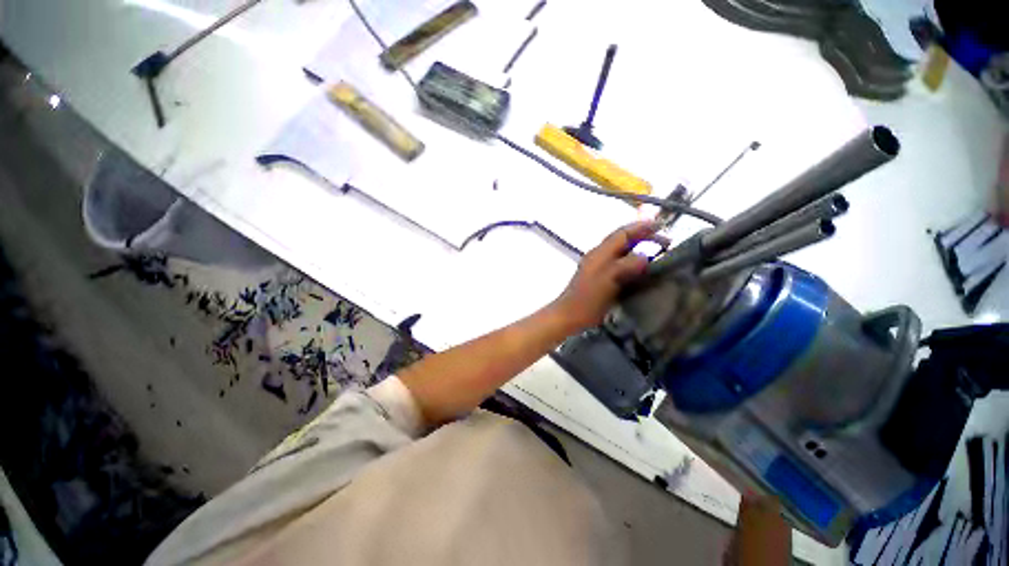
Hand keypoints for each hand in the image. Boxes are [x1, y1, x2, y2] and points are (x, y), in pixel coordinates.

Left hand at [551, 221, 661, 330]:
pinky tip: (641, 270)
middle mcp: (597, 256)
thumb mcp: (608, 281)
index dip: (641, 228)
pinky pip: (618, 264)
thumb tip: (645, 256)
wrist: (569, 316)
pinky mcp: (598, 279)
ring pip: (620, 252)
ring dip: (638, 249)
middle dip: (643, 237)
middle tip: (665, 242)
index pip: (622, 234)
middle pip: (621, 241)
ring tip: (658, 253)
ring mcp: (597, 267)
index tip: (661, 225)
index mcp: (599, 253)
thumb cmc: (587, 300)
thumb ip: (626, 266)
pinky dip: (632, 262)